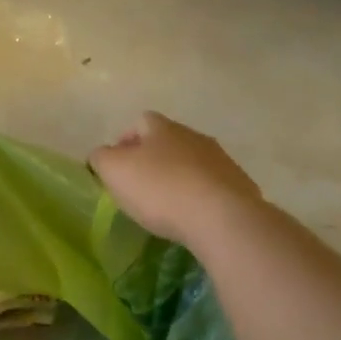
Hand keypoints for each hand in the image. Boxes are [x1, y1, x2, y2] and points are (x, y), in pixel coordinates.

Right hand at [89, 112, 263, 246]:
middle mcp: (193, 135)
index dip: (125, 141)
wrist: (221, 217)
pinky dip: (200, 197)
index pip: (140, 122)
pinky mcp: (239, 185)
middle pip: (168, 141)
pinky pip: (212, 186)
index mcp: (162, 127)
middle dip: (153, 160)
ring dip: (179, 178)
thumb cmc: (160, 189)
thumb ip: (101, 158)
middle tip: (140, 187)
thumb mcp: (114, 171)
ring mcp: (220, 159)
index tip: (117, 167)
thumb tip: (101, 155)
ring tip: (167, 206)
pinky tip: (193, 217)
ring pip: (192, 163)